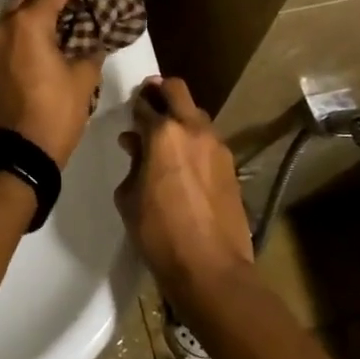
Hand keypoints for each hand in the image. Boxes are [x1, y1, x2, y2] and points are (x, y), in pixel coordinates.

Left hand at [0, 0, 106, 167]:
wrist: (18, 153)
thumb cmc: (55, 112)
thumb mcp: (83, 80)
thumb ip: (92, 51)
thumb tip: (96, 41)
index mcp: (28, 24)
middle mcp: (4, 26)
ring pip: (15, 11)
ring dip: (38, 8)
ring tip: (66, 15)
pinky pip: (9, 30)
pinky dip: (27, 25)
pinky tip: (49, 35)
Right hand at [115, 76, 253, 300]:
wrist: (211, 268)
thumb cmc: (159, 233)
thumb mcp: (129, 197)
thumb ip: (132, 163)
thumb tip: (136, 145)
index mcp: (162, 133)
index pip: (144, 103)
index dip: (134, 106)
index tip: (128, 113)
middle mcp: (193, 129)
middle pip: (177, 90)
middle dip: (160, 91)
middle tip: (147, 103)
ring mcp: (217, 146)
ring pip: (196, 114)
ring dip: (180, 117)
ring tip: (166, 139)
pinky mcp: (231, 165)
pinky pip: (208, 140)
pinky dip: (195, 140)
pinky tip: (185, 163)